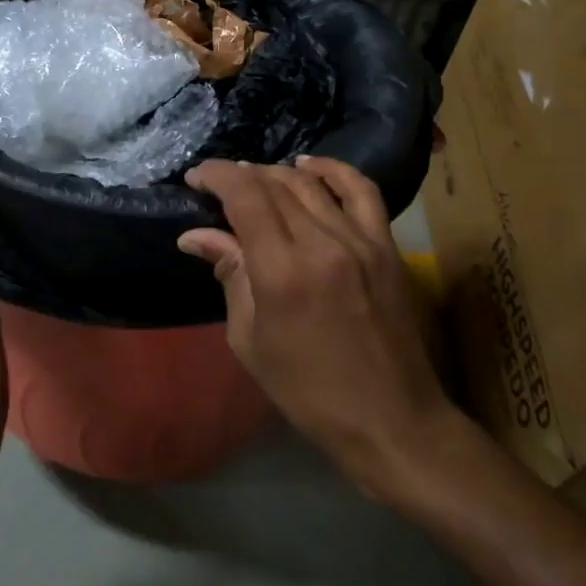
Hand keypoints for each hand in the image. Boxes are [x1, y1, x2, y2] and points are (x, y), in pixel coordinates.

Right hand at [177, 157, 464, 502]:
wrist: (390, 420)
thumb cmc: (308, 390)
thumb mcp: (250, 339)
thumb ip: (229, 275)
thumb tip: (196, 235)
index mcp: (281, 271)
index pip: (244, 197)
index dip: (216, 176)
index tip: (195, 178)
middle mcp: (321, 243)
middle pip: (273, 184)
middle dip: (238, 175)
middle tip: (216, 185)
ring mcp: (360, 241)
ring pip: (310, 183)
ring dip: (274, 173)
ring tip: (252, 179)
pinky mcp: (385, 246)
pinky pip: (361, 190)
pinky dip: (333, 169)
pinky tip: (309, 165)